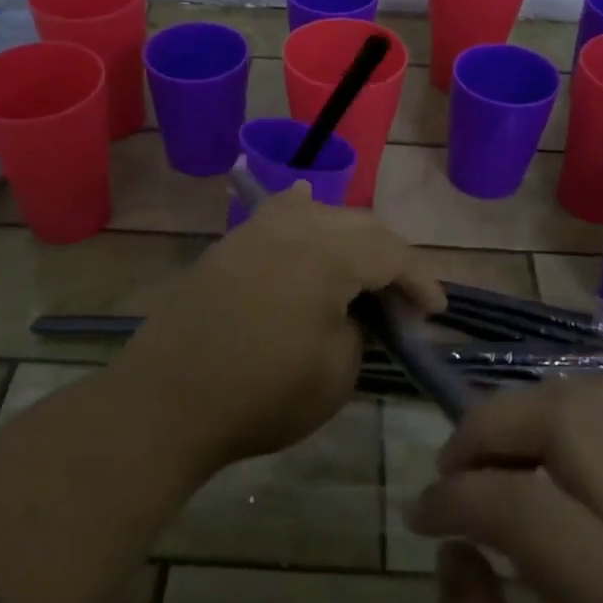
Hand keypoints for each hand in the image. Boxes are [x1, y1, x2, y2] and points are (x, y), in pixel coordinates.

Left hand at [120, 182, 445, 466]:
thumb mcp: (335, 374)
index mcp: (328, 255)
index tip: (435, 311)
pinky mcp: (229, 245)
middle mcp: (294, 227)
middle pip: (359, 225)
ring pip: (318, 212)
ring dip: (349, 236)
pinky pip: (276, 213)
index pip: (391, 253)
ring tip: (361, 267)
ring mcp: (255, 231)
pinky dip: (302, 212)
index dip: (420, 280)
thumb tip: (354, 313)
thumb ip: (358, 330)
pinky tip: (305, 203)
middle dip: (389, 257)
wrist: (168, 399)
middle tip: (401, 298)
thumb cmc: (261, 394)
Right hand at [407, 376, 602, 602]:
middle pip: (569, 419)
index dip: (455, 498)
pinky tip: (540, 455)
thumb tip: (454, 548)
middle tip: (453, 470)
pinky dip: (561, 410)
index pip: (530, 511)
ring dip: (525, 410)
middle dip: (487, 427)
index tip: (421, 517)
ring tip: (495, 457)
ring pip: (596, 396)